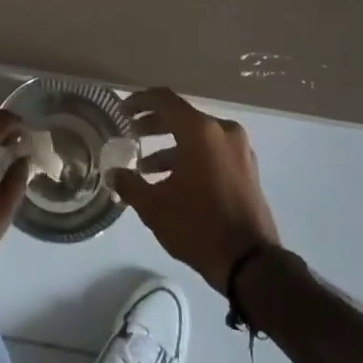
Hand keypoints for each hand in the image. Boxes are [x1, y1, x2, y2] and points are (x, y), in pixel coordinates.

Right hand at [109, 88, 281, 294]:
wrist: (250, 263)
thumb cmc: (198, 226)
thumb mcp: (155, 207)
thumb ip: (129, 184)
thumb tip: (113, 172)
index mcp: (201, 131)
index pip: (165, 100)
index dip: (140, 101)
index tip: (122, 111)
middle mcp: (223, 131)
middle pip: (181, 116)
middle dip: (153, 124)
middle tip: (131, 133)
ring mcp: (239, 149)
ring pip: (198, 136)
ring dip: (171, 146)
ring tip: (146, 167)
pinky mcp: (247, 168)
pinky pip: (213, 150)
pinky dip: (191, 157)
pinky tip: (173, 180)